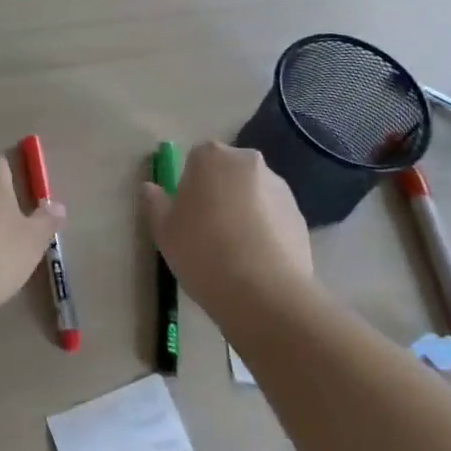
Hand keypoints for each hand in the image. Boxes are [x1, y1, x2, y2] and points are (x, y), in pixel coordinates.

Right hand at [142, 141, 312, 310]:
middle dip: (220, 193)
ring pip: (253, 194)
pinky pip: (275, 217)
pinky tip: (258, 262)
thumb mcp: (164, 230)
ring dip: (245, 211)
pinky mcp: (301, 217)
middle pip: (228, 173)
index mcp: (211, 156)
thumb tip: (150, 187)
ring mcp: (280, 188)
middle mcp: (248, 162)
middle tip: (210, 232)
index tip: (187, 215)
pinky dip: (267, 231)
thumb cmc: (203, 252)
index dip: (190, 186)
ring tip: (237, 253)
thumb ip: (155, 202)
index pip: (196, 159)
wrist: (265, 294)